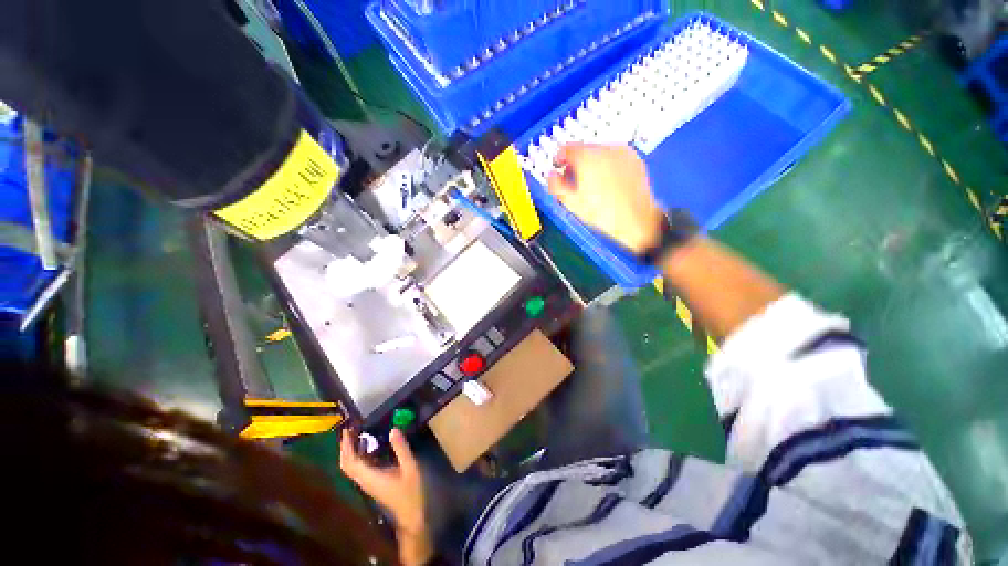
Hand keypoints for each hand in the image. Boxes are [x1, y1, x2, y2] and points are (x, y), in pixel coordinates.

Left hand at [340, 429, 432, 565]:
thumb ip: (401, 448)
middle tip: (351, 428)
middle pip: (347, 464)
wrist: (411, 514)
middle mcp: (364, 480)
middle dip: (346, 446)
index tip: (348, 429)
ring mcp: (368, 482)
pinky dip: (360, 454)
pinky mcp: (373, 482)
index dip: (346, 446)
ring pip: (353, 466)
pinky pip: (360, 467)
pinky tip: (370, 445)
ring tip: (359, 433)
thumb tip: (393, 429)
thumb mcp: (410, 467)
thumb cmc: (410, 492)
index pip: (350, 462)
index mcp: (370, 477)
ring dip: (352, 450)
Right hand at [548, 143, 664, 254]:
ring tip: (592, 184)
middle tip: (574, 180)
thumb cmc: (602, 213)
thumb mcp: (572, 203)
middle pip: (583, 149)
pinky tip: (607, 183)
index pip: (566, 148)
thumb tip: (550, 175)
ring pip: (599, 152)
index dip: (559, 158)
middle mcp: (604, 149)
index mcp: (586, 158)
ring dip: (591, 163)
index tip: (558, 167)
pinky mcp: (634, 158)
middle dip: (575, 163)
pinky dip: (606, 165)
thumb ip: (556, 185)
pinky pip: (614, 157)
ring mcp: (622, 152)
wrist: (636, 219)